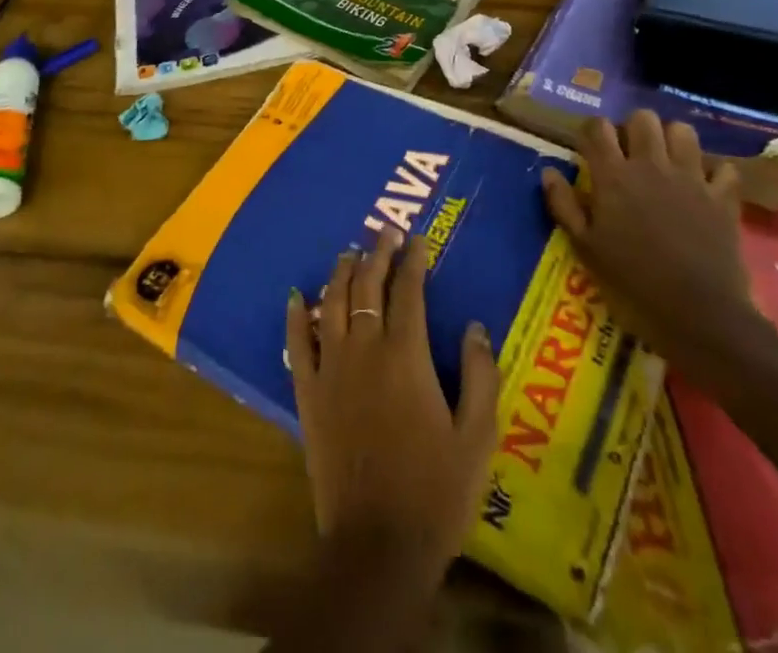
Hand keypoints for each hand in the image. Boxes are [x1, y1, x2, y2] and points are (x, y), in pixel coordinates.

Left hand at [287, 228, 499, 581]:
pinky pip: (297, 343)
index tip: (418, 239)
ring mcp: (331, 368)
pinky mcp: (308, 393)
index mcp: (406, 356)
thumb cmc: (435, 491)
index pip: (409, 292)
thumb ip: (481, 376)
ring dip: (341, 273)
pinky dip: (296, 316)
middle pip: (368, 287)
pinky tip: (296, 296)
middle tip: (385, 232)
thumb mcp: (477, 437)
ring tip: (349, 252)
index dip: (414, 261)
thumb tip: (474, 325)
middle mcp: (365, 349)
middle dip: (378, 254)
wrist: (378, 544)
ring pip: (332, 304)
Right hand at [541, 111, 756, 372]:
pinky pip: (723, 168)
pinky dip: (714, 173)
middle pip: (642, 118)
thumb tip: (548, 172)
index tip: (589, 148)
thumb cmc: (632, 285)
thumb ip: (564, 206)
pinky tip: (704, 187)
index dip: (591, 131)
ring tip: (665, 162)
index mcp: (614, 176)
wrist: (700, 318)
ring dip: (671, 140)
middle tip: (628, 154)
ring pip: (683, 131)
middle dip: (632, 128)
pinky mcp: (723, 199)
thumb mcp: (585, 250)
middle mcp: (651, 166)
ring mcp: (692, 179)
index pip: (597, 127)